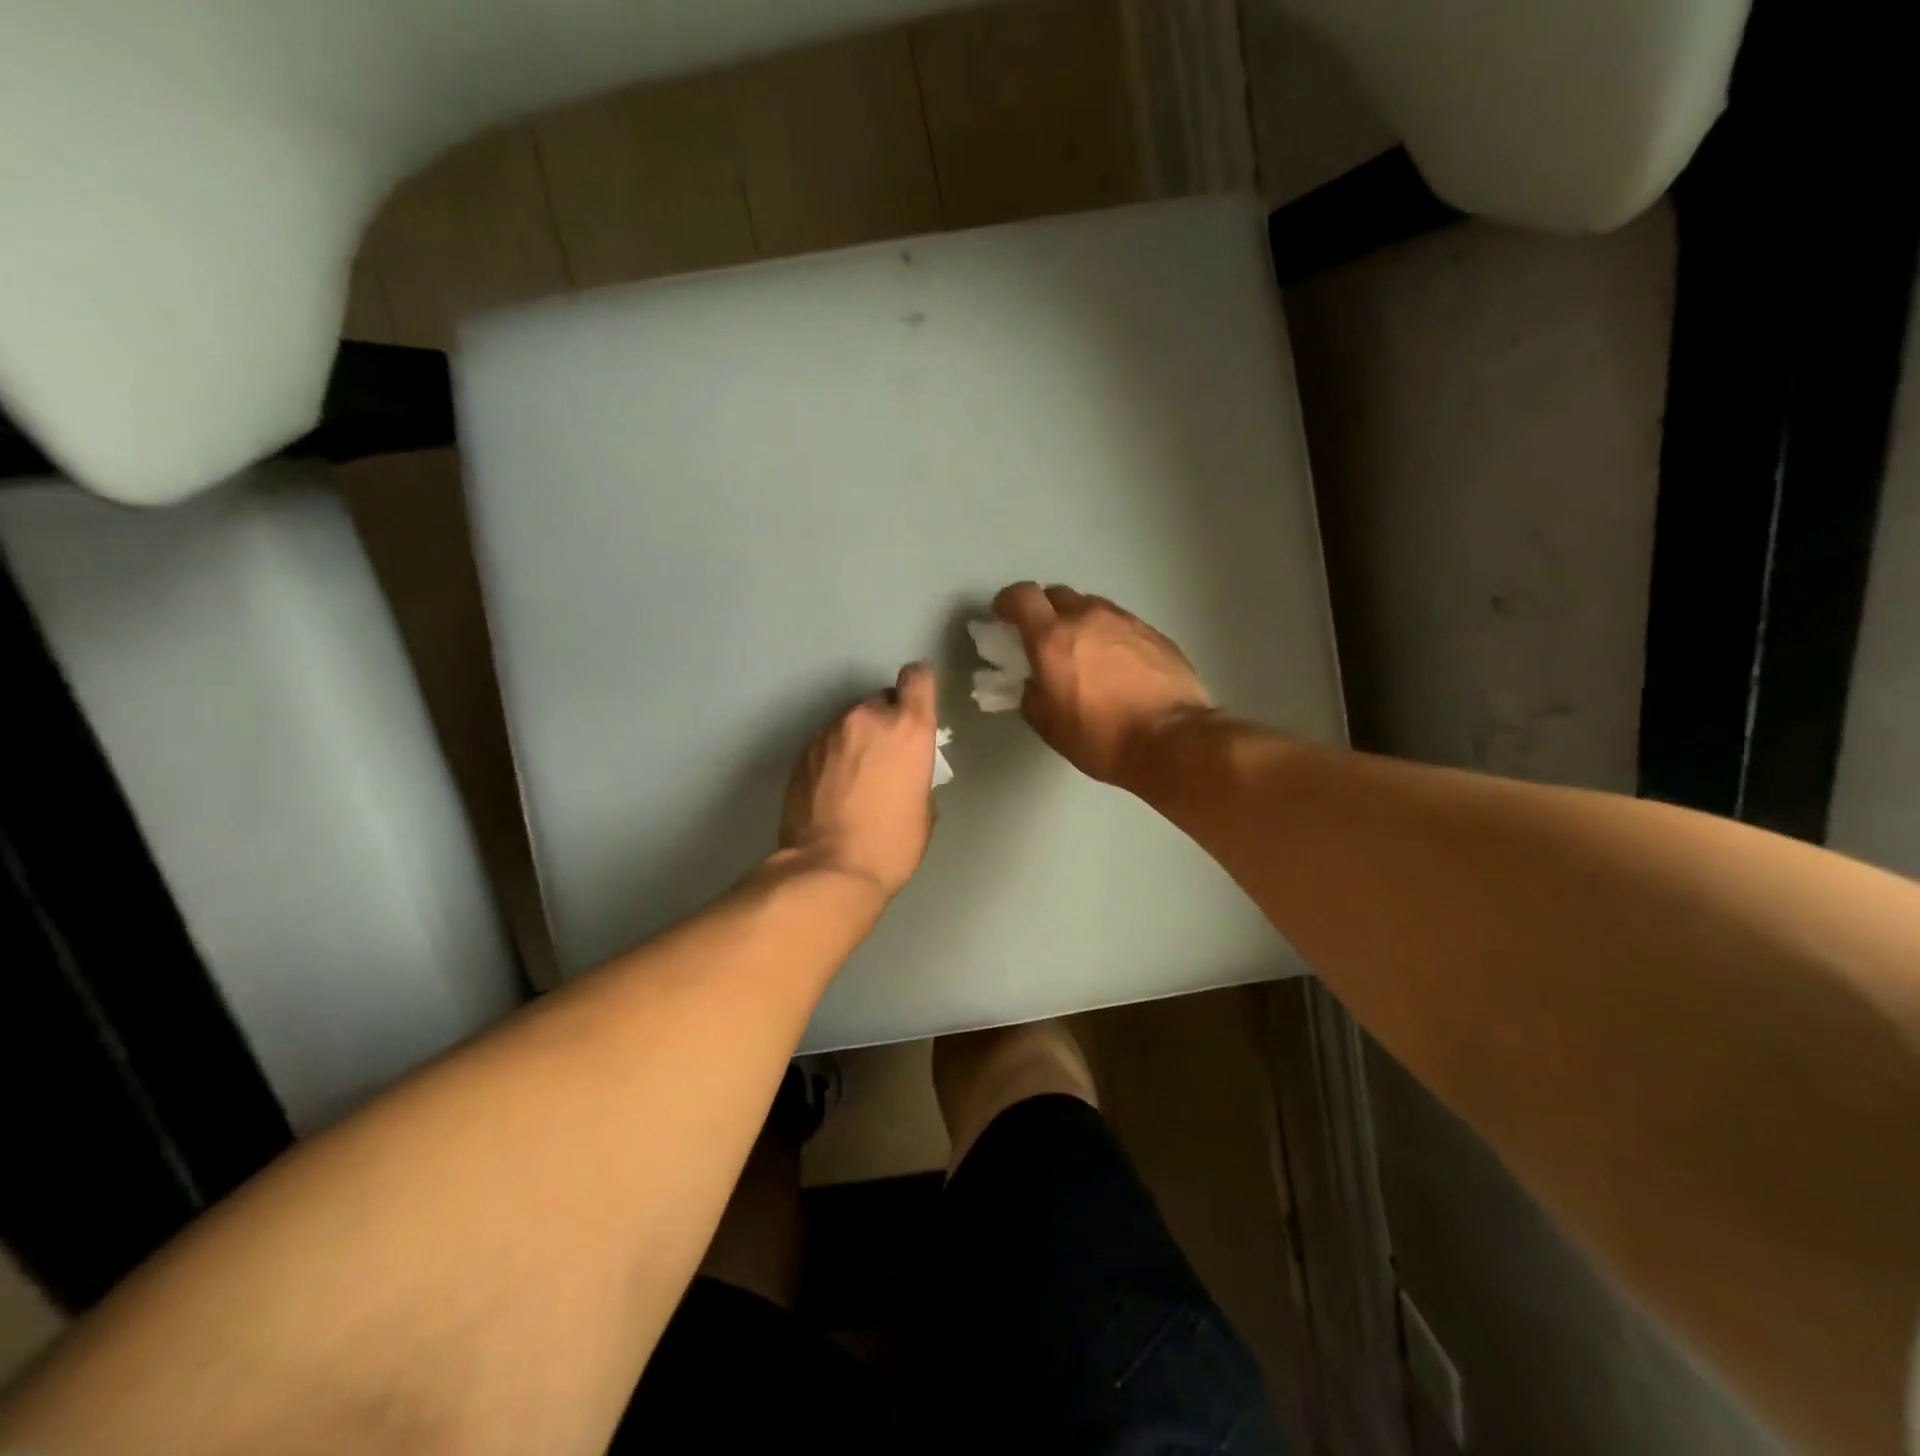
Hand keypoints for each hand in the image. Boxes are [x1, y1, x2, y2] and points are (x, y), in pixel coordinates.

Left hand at [779, 664, 937, 898]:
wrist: (829, 870)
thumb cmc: (891, 844)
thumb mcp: (923, 808)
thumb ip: (915, 772)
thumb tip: (901, 770)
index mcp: (908, 727)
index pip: (917, 678)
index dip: (919, 686)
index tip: (917, 705)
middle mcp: (868, 717)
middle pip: (880, 702)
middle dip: (885, 722)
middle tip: (884, 758)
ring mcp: (829, 732)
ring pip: (850, 722)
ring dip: (856, 739)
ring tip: (854, 778)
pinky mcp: (802, 751)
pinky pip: (827, 743)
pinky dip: (833, 756)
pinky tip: (833, 789)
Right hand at [991, 582, 1212, 784]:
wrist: (1171, 740)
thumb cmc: (1100, 737)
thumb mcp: (1048, 726)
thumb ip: (1031, 695)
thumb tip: (1033, 684)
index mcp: (1052, 637)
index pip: (1022, 596)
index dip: (1008, 602)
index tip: (1004, 616)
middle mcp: (1087, 617)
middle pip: (1057, 594)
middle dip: (1044, 610)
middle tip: (1043, 637)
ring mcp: (1125, 620)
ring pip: (1091, 607)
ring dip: (1079, 622)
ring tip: (1083, 652)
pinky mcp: (1154, 632)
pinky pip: (1120, 624)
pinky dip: (1109, 636)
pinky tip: (1116, 665)